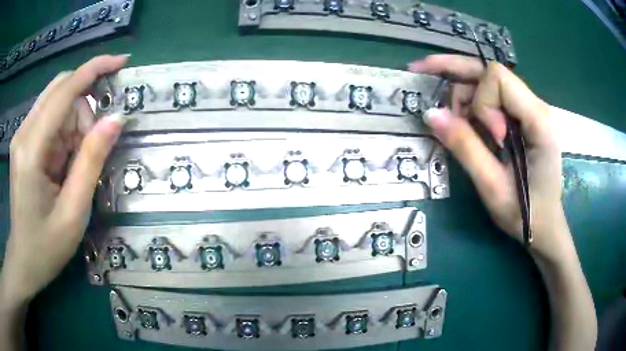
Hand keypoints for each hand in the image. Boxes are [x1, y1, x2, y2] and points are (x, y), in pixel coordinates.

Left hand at [0, 55, 127, 304]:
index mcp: (31, 149)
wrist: (24, 260)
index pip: (64, 90)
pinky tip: (64, 161)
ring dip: (74, 125)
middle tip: (91, 150)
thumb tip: (116, 119)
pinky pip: (51, 118)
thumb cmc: (45, 247)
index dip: (94, 69)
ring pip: (57, 103)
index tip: (122, 62)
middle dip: (84, 111)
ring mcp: (22, 134)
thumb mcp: (73, 213)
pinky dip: (65, 133)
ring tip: (75, 164)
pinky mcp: (24, 140)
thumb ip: (91, 162)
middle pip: (62, 91)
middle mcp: (24, 131)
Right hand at [409, 55, 568, 261]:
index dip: (482, 101)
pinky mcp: (522, 117)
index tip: (489, 137)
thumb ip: (465, 148)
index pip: (498, 78)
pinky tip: (461, 119)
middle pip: (489, 71)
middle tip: (420, 73)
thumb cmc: (526, 213)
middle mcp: (535, 105)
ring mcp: (529, 109)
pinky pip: (492, 96)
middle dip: (455, 73)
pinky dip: (471, 103)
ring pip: (487, 81)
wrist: (544, 225)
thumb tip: (430, 114)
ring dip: (464, 96)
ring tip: (456, 124)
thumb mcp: (493, 187)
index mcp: (537, 119)